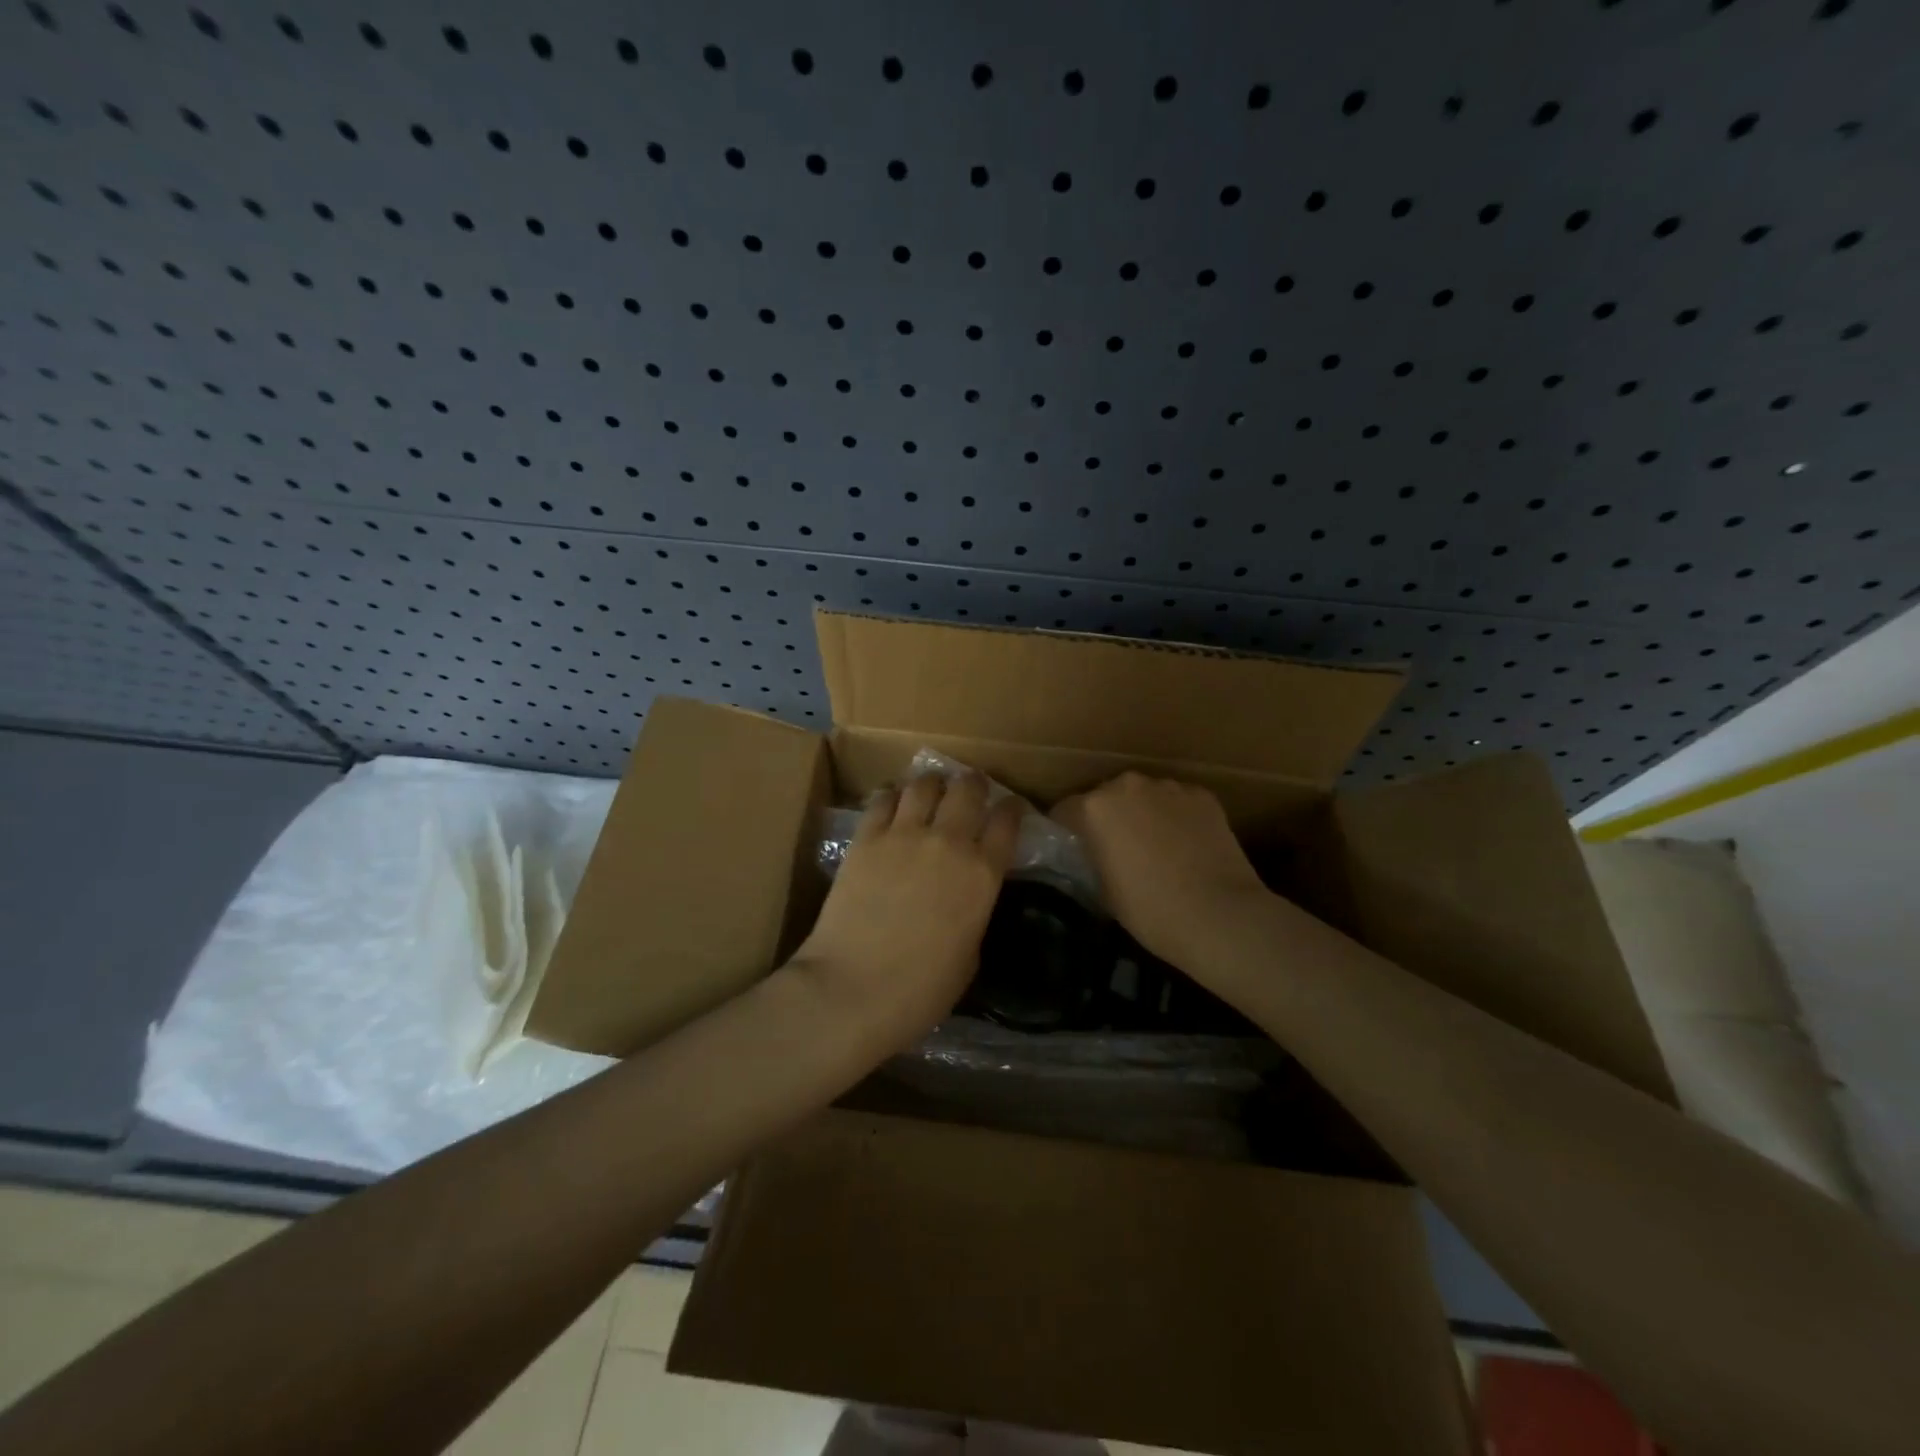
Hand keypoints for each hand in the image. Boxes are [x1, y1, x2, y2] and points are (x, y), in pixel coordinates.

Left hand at [792, 773, 1021, 1047]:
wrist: (853, 989)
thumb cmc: (921, 989)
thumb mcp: (970, 955)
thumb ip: (973, 912)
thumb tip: (965, 897)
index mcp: (983, 874)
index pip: (1007, 822)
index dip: (1011, 809)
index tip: (1010, 807)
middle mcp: (949, 842)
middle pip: (968, 789)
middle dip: (973, 784)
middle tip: (970, 789)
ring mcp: (904, 835)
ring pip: (924, 784)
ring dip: (933, 783)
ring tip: (930, 789)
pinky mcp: (865, 838)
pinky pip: (882, 799)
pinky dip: (892, 796)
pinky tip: (892, 802)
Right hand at [1052, 773, 1271, 974]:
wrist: (1220, 916)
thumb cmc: (1150, 910)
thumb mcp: (1103, 890)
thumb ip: (1092, 859)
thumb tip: (1093, 854)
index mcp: (1094, 807)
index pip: (1064, 810)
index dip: (1065, 831)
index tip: (1071, 850)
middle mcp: (1128, 785)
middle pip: (1106, 796)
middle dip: (1106, 817)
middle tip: (1114, 848)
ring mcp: (1169, 787)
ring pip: (1144, 795)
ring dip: (1142, 813)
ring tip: (1154, 846)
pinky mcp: (1203, 796)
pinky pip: (1177, 802)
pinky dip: (1176, 816)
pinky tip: (1186, 845)